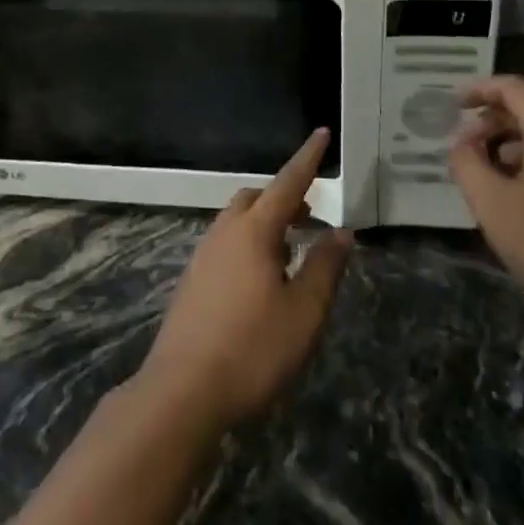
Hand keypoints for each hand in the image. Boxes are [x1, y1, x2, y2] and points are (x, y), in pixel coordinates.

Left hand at [137, 130, 352, 431]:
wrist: (181, 391)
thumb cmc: (252, 349)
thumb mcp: (304, 312)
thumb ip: (325, 267)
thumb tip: (342, 231)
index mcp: (254, 231)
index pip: (288, 183)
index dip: (308, 159)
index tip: (321, 133)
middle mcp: (225, 232)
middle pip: (257, 198)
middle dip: (285, 197)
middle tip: (310, 215)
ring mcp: (203, 255)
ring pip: (238, 221)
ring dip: (266, 222)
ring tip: (290, 249)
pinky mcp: (192, 280)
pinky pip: (226, 243)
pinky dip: (248, 243)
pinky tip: (260, 278)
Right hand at [449, 76, 523, 322]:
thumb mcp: (494, 204)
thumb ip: (467, 165)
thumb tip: (460, 145)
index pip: (512, 88)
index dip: (478, 90)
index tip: (452, 104)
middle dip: (491, 124)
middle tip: (464, 150)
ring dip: (510, 149)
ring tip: (486, 178)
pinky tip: (519, 201)